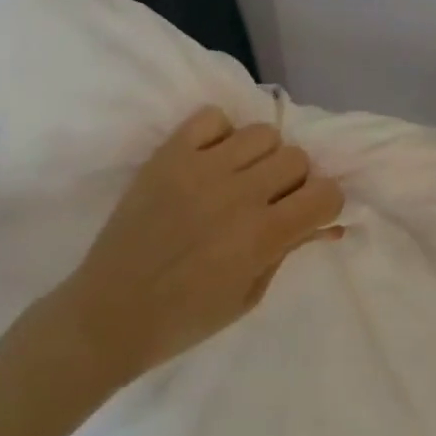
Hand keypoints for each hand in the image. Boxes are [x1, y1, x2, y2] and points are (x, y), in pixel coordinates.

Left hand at [52, 109, 345, 387]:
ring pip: (262, 132)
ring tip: (239, 177)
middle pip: (297, 157)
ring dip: (260, 156)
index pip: (326, 192)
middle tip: (270, 201)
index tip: (308, 215)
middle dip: (293, 181)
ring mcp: (202, 167)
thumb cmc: (183, 319)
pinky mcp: (170, 153)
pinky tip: (210, 160)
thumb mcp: (249, 296)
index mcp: (262, 235)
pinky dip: (219, 134)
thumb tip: (326, 224)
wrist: (109, 313)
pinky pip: (212, 116)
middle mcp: (239, 192)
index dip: (324, 204)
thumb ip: (289, 251)